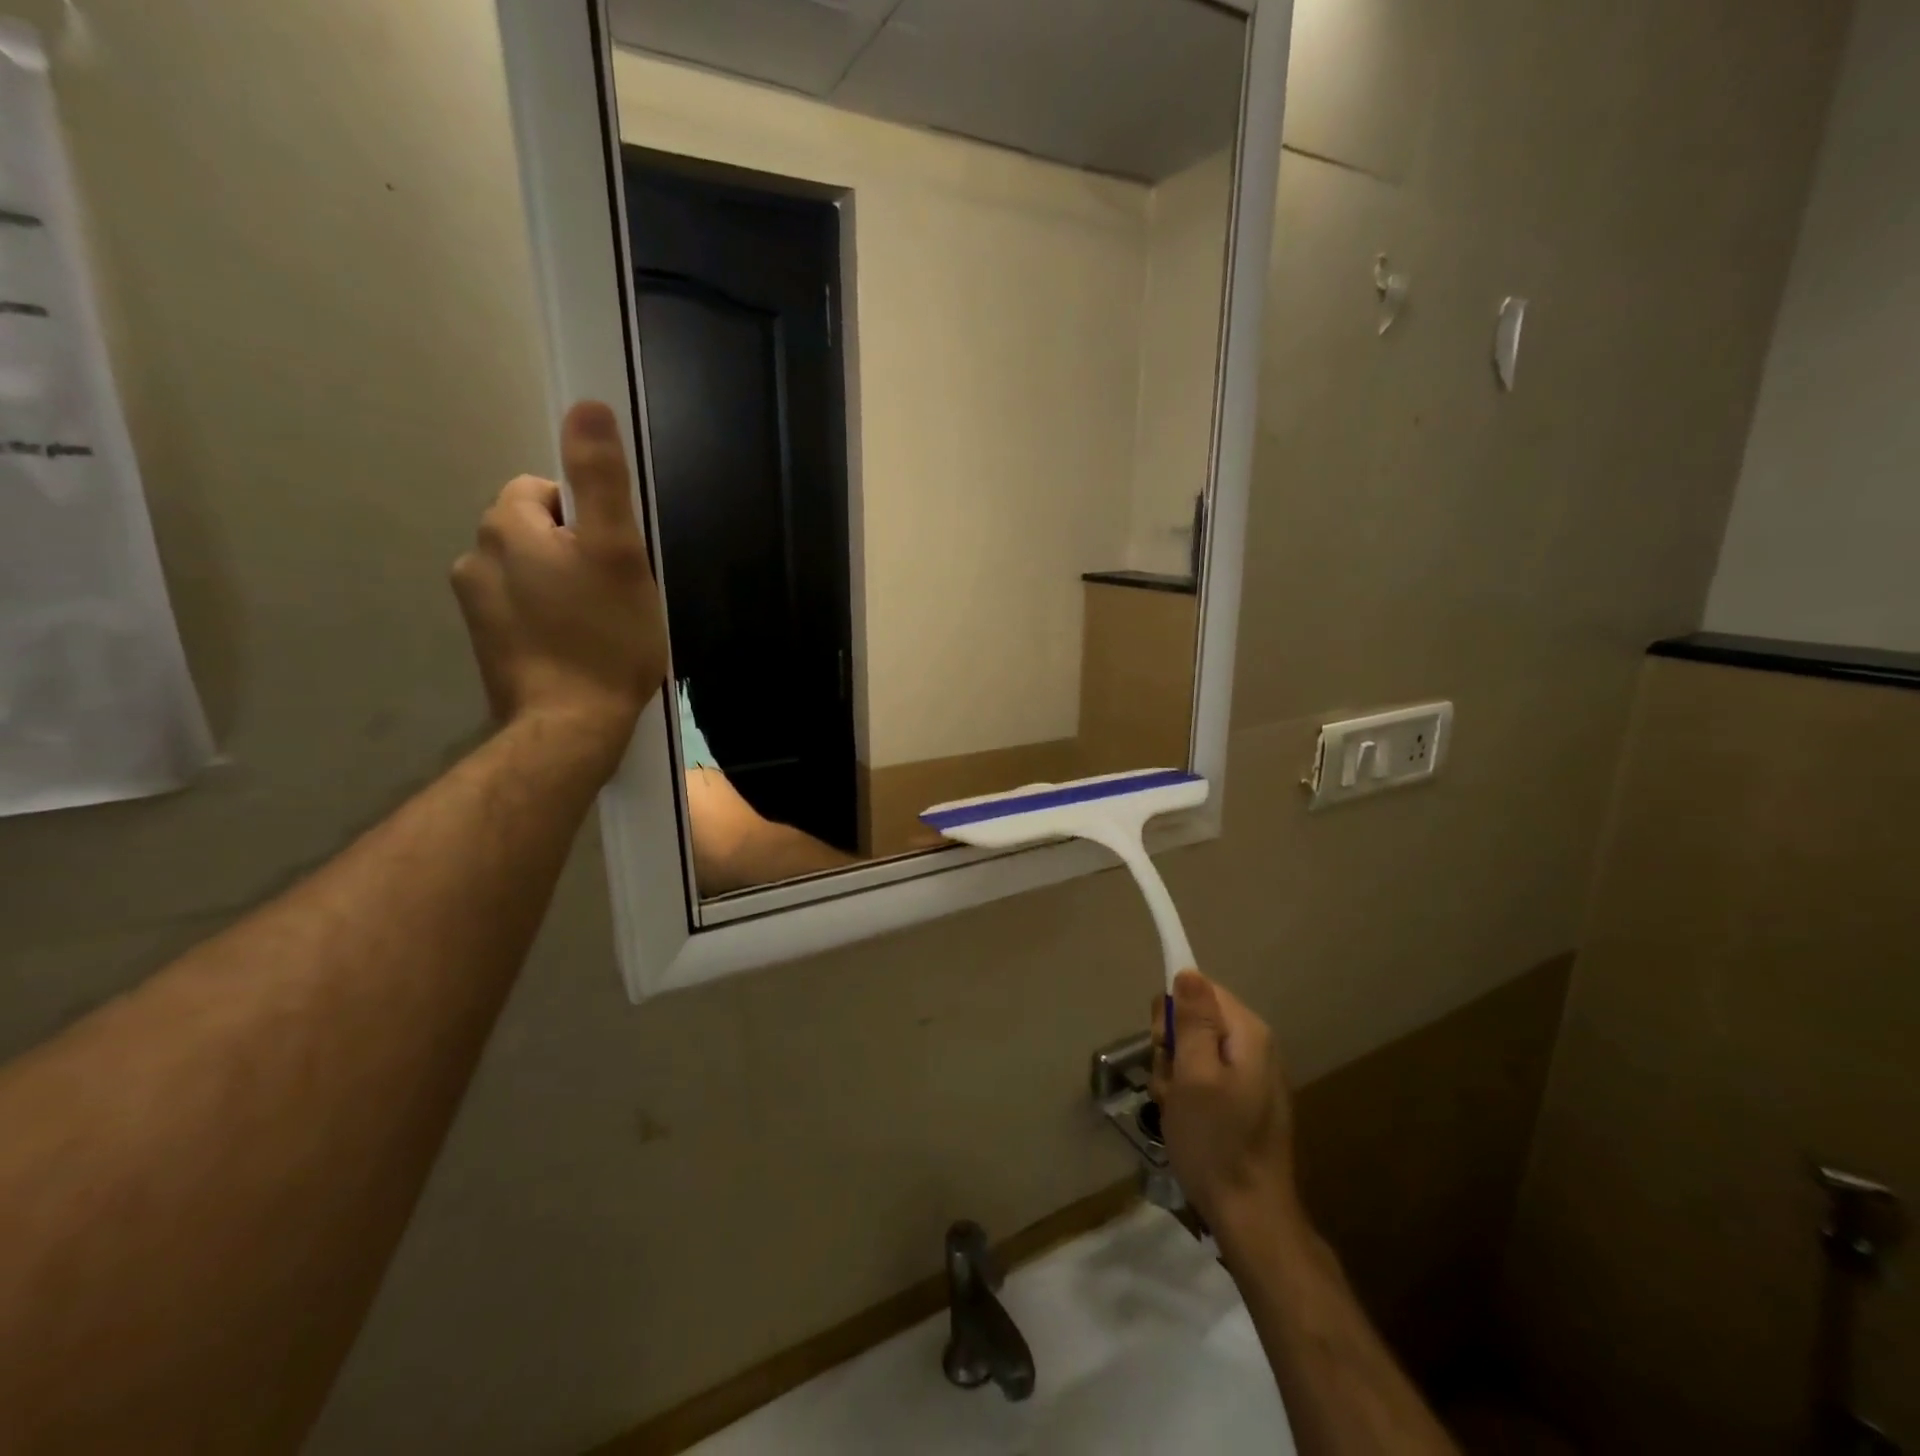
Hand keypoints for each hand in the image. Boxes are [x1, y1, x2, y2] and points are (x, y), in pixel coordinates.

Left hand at [452, 401, 668, 775]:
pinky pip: (522, 609)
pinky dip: (548, 618)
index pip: (547, 492)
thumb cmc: (604, 637)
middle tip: (614, 595)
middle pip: (537, 532)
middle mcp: (476, 556)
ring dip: (562, 586)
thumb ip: (601, 479)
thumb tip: (587, 405)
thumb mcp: (618, 552)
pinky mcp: (485, 642)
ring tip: (598, 626)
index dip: (590, 521)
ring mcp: (474, 604)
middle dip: (575, 553)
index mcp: (507, 526)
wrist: (570, 725)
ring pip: (531, 572)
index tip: (616, 561)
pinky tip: (576, 648)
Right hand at [1150, 970, 1301, 1245]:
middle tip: (1172, 1085)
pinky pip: (1204, 1077)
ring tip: (1177, 1109)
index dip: (1173, 1014)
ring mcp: (1250, 1075)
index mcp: (1247, 1032)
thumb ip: (1193, 1020)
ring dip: (1174, 1075)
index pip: (1200, 989)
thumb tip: (1188, 971)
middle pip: (1195, 1019)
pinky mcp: (1244, 1100)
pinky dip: (1187, 1094)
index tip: (1166, 1047)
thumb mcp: (1194, 1075)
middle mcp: (1254, 1045)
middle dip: (1171, 1047)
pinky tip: (1186, 1121)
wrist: (1251, 1216)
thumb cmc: (1216, 1142)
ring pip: (1193, 1051)